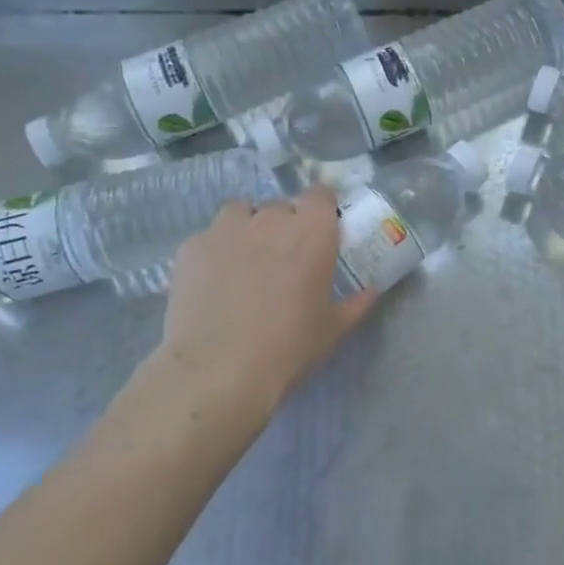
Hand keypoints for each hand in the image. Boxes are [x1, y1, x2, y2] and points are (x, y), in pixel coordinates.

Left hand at [150, 187, 378, 412]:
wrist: (218, 370)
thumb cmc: (288, 347)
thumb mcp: (332, 330)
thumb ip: (355, 304)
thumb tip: (372, 292)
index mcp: (312, 232)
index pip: (320, 194)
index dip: (320, 209)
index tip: (319, 231)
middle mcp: (271, 219)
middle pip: (280, 206)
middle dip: (283, 225)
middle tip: (283, 259)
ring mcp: (226, 229)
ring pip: (240, 213)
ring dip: (247, 228)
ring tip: (244, 262)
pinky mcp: (192, 246)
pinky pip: (209, 238)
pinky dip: (215, 251)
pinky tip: (213, 282)